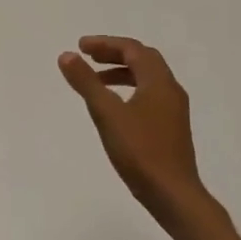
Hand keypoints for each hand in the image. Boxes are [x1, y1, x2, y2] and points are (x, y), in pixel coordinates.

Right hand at [58, 36, 222, 236]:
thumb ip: (86, 83)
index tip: (80, 47)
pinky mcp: (171, 128)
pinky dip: (129, 90)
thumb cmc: (140, 151)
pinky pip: (149, 96)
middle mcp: (170, 91)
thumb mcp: (107, 113)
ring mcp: (173, 111)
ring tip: (96, 82)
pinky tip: (114, 108)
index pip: (133, 50)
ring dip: (121, 73)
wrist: (173, 195)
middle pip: (143, 60)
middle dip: (114, 55)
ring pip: (147, 79)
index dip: (105, 44)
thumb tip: (67, 55)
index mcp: (159, 82)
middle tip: (88, 57)